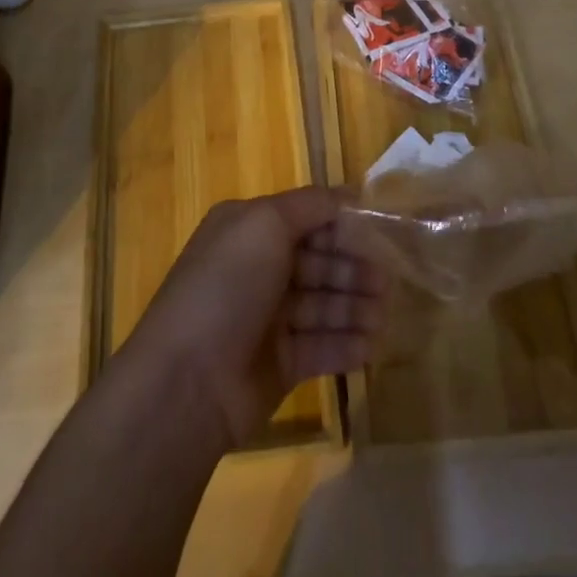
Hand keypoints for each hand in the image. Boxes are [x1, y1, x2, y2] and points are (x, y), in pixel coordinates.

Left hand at [117, 188, 385, 448]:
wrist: (187, 380)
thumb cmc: (227, 286)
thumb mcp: (265, 224)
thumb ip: (310, 205)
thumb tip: (348, 195)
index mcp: (249, 230)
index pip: (306, 218)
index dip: (343, 224)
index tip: (382, 231)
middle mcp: (258, 268)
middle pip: (318, 261)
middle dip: (354, 269)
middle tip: (389, 282)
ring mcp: (268, 318)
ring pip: (323, 304)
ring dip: (356, 307)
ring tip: (385, 315)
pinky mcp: (279, 364)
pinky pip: (321, 346)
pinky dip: (347, 344)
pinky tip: (373, 345)